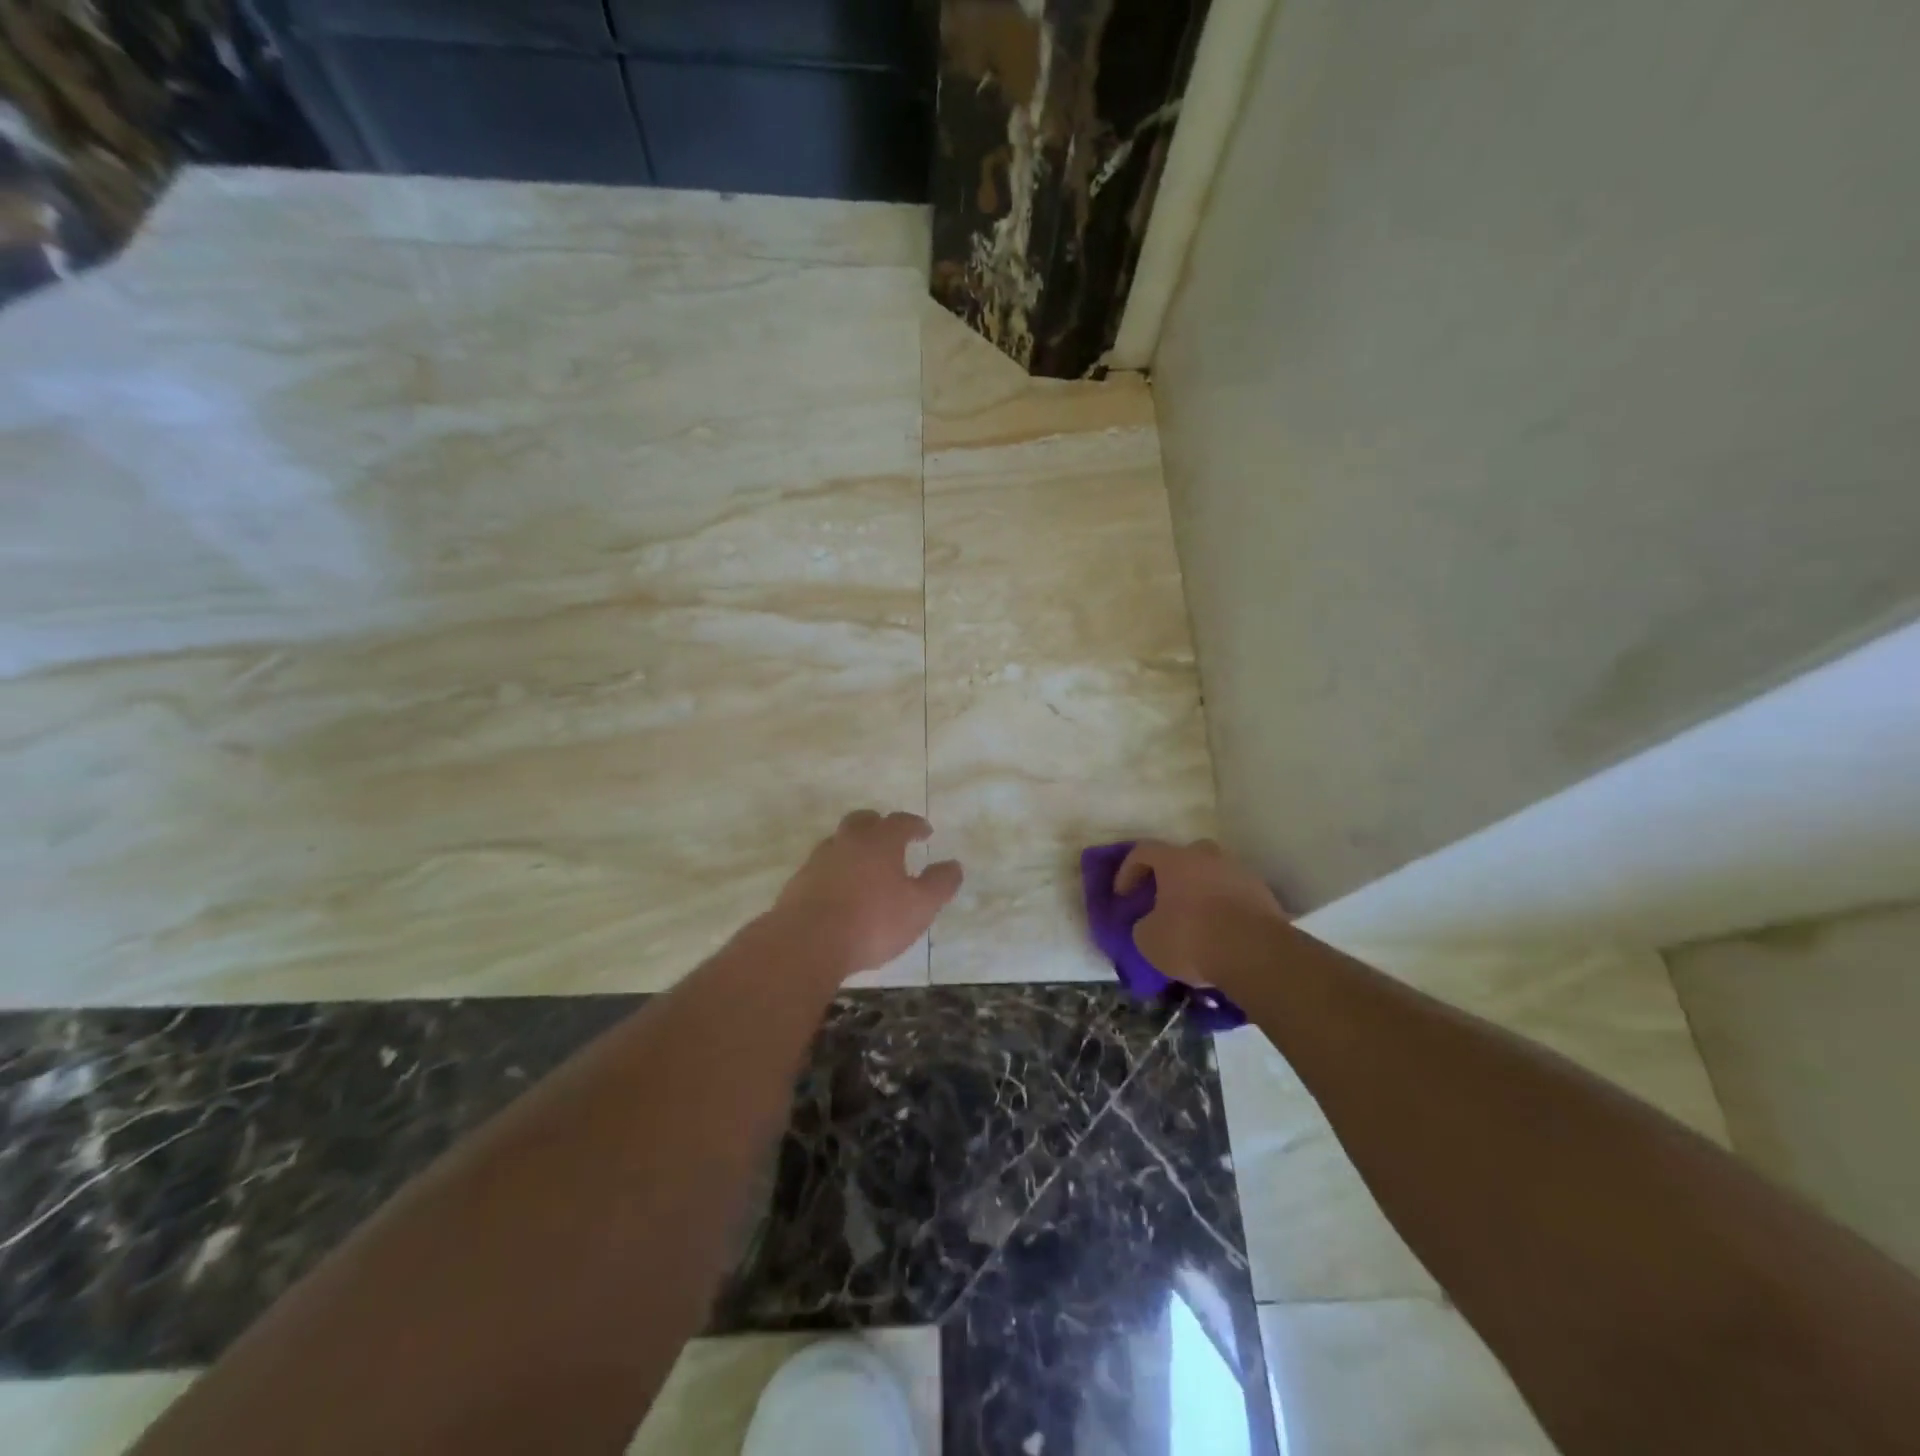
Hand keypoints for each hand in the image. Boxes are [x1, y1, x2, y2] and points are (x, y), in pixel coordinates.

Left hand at [773, 811, 963, 975]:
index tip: (925, 832)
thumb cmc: (873, 921)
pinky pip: (822, 867)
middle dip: (879, 824)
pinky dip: (835, 871)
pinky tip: (840, 890)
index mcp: (880, 841)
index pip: (900, 822)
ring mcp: (819, 860)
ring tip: (865, 865)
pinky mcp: (798, 883)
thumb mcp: (920, 907)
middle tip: (890, 837)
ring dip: (854, 847)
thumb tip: (954, 865)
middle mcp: (848, 842)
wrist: (807, 942)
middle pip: (863, 821)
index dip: (915, 824)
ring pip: (839, 842)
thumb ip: (939, 884)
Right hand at [1115, 839, 1287, 988]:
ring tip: (1195, 918)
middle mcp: (1208, 857)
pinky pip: (1235, 893)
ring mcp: (1240, 872)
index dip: (1128, 870)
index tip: (1123, 895)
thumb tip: (1150, 923)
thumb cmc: (1192, 939)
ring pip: (1213, 873)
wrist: (1256, 954)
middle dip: (1170, 875)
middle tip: (1163, 899)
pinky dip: (1224, 906)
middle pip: (1183, 856)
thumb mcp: (1148, 940)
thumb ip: (1143, 925)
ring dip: (1200, 890)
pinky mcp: (1264, 894)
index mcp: (1176, 860)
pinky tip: (1220, 931)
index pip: (1143, 851)